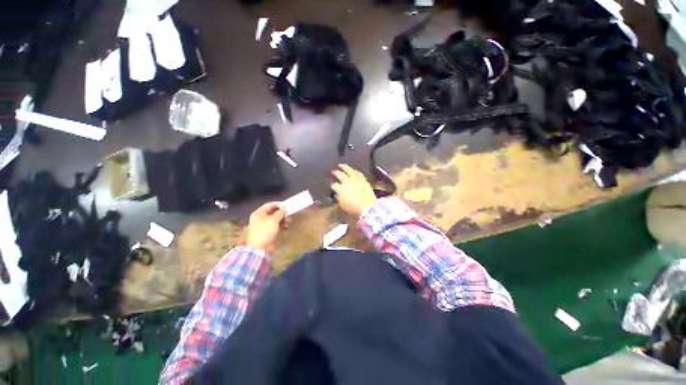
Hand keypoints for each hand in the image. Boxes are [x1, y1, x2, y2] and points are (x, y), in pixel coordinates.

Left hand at [246, 202, 286, 253]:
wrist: (260, 248)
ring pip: (276, 219)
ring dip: (284, 219)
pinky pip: (277, 225)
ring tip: (288, 222)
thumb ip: (280, 213)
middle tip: (288, 214)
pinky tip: (286, 227)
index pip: (269, 205)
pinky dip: (282, 225)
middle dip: (282, 213)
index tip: (287, 205)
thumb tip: (285, 208)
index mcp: (259, 213)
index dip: (278, 204)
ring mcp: (265, 225)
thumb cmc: (265, 232)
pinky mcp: (269, 231)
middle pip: (273, 212)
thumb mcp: (273, 220)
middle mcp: (261, 218)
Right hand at [331, 164, 376, 216]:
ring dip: (344, 167)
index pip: (334, 184)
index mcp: (340, 189)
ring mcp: (355, 179)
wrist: (367, 207)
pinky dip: (355, 171)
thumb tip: (338, 194)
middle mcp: (347, 182)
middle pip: (339, 175)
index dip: (332, 184)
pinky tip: (353, 170)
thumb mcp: (342, 205)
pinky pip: (358, 173)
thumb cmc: (353, 208)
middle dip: (335, 173)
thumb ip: (339, 197)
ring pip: (348, 170)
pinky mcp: (363, 179)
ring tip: (340, 165)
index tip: (331, 184)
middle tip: (333, 171)